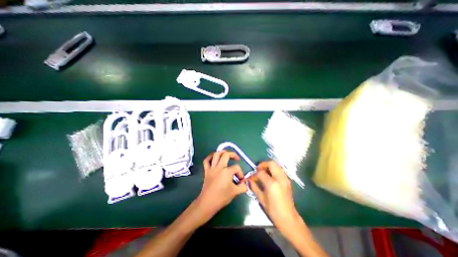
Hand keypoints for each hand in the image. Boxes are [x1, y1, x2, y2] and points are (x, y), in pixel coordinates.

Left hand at [195, 151, 248, 221]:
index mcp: (227, 171)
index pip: (237, 168)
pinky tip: (214, 157)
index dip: (240, 173)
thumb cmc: (222, 197)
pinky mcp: (206, 171)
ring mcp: (212, 168)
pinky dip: (210, 157)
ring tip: (226, 155)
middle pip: (226, 154)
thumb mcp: (235, 192)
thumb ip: (243, 187)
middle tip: (236, 159)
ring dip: (222, 152)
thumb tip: (246, 184)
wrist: (208, 203)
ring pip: (216, 154)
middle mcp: (219, 167)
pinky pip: (206, 161)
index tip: (241, 181)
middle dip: (233, 155)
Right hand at [249, 161, 298, 228]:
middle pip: (271, 163)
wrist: (288, 218)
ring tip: (263, 172)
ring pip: (277, 165)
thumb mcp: (261, 199)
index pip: (261, 173)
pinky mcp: (287, 180)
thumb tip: (249, 180)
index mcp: (272, 184)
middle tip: (258, 170)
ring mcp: (285, 178)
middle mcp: (279, 178)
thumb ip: (254, 187)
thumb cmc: (273, 210)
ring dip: (269, 166)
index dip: (254, 174)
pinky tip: (270, 176)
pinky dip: (274, 169)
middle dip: (263, 165)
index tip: (251, 178)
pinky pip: (280, 170)